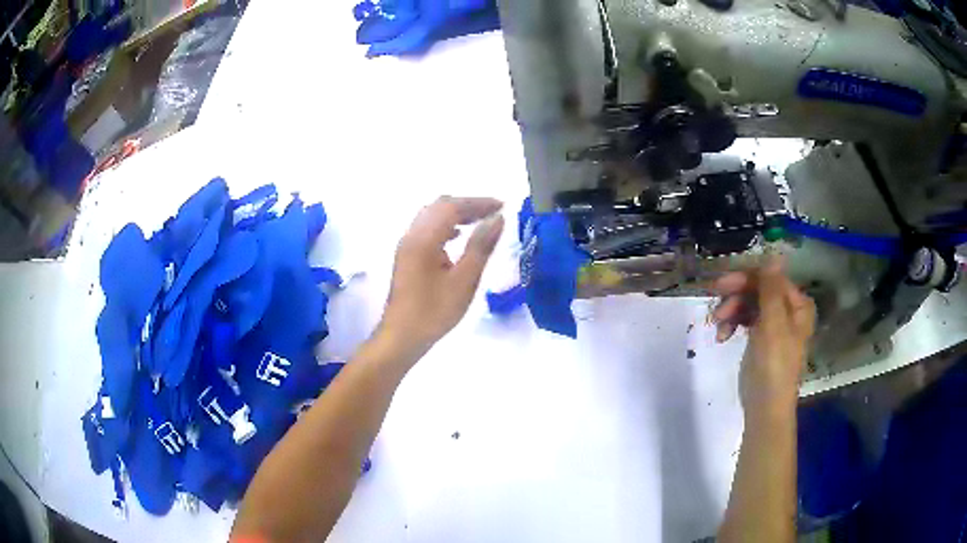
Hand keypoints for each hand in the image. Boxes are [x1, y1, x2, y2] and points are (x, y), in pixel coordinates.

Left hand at [379, 196, 504, 356]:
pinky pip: (426, 228)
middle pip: (440, 206)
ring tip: (480, 221)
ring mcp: (406, 244)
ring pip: (431, 216)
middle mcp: (412, 235)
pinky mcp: (406, 255)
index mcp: (424, 238)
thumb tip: (497, 219)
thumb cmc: (434, 312)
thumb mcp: (464, 280)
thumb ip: (481, 246)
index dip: (478, 203)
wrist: (401, 336)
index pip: (452, 207)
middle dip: (467, 205)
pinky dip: (445, 225)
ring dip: (456, 214)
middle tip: (493, 213)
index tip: (502, 206)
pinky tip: (457, 237)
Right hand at [712, 260, 815, 412]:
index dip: (745, 278)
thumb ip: (772, 290)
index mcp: (797, 304)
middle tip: (715, 310)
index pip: (769, 278)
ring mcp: (774, 324)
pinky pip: (745, 320)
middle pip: (758, 289)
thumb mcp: (773, 326)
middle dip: (735, 297)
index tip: (719, 286)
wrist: (765, 408)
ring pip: (749, 303)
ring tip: (718, 328)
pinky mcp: (761, 338)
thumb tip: (774, 255)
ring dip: (731, 311)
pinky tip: (723, 336)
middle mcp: (788, 309)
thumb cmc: (773, 366)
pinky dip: (733, 324)